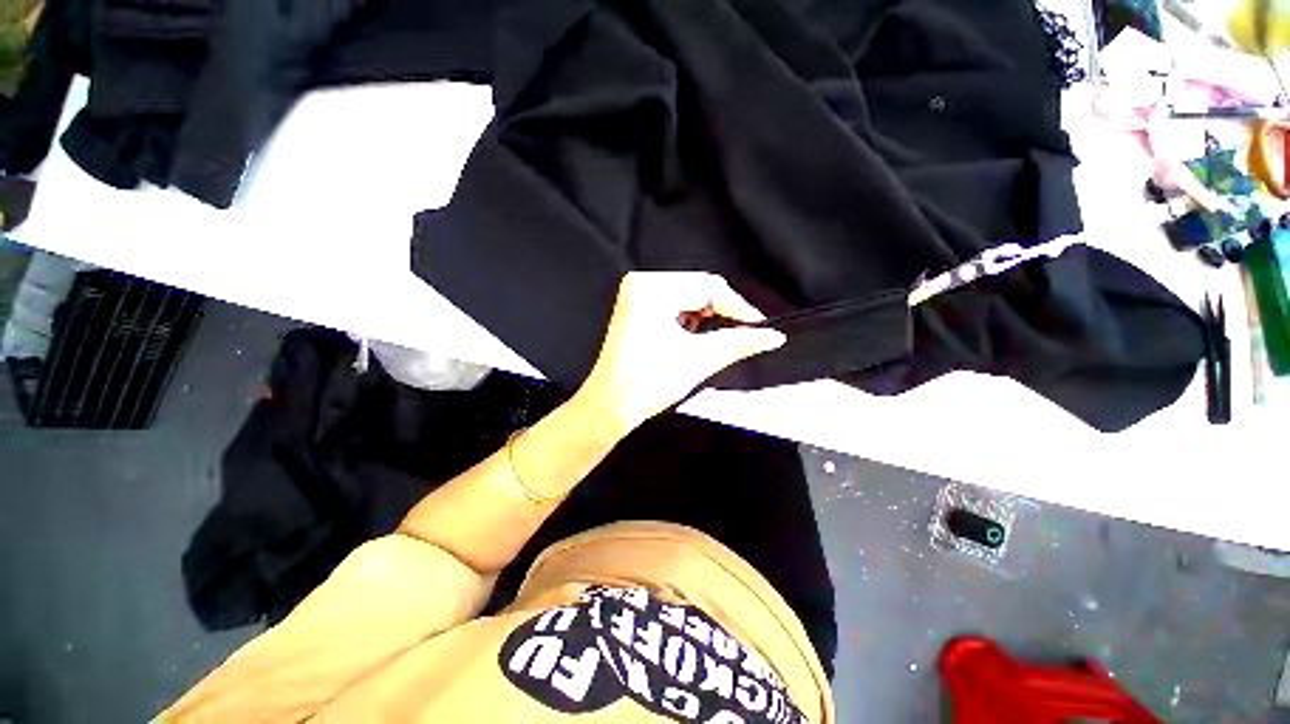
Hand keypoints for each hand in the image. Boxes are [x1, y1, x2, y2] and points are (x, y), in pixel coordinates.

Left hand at [571, 271, 786, 437]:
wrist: (611, 406)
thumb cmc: (645, 383)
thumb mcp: (699, 359)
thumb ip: (739, 342)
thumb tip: (772, 336)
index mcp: (651, 288)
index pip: (709, 287)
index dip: (739, 308)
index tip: (758, 328)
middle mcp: (642, 284)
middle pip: (699, 289)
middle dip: (723, 314)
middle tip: (743, 335)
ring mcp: (637, 295)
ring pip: (689, 298)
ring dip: (707, 318)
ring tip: (711, 342)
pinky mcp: (638, 309)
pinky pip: (675, 306)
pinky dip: (691, 321)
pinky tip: (691, 339)